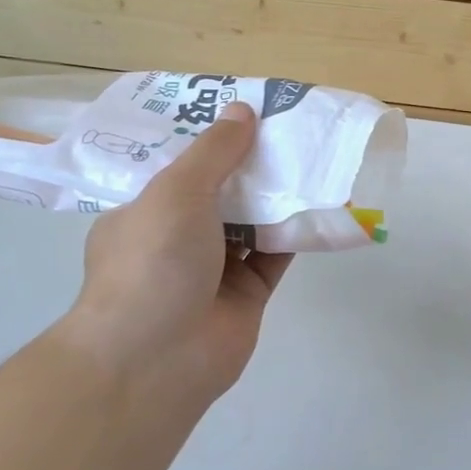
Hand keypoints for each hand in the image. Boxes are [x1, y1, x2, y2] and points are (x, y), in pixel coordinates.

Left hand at [62, 101, 290, 398]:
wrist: (157, 360)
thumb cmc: (153, 262)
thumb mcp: (176, 191)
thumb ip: (214, 151)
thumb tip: (243, 109)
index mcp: (144, 211)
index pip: (179, 166)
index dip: (211, 138)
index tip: (244, 111)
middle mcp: (177, 238)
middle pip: (222, 190)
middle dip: (252, 163)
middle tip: (289, 127)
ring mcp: (214, 268)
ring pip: (253, 221)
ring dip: (279, 194)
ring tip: (314, 155)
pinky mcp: (248, 293)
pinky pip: (277, 253)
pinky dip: (298, 230)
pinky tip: (325, 202)